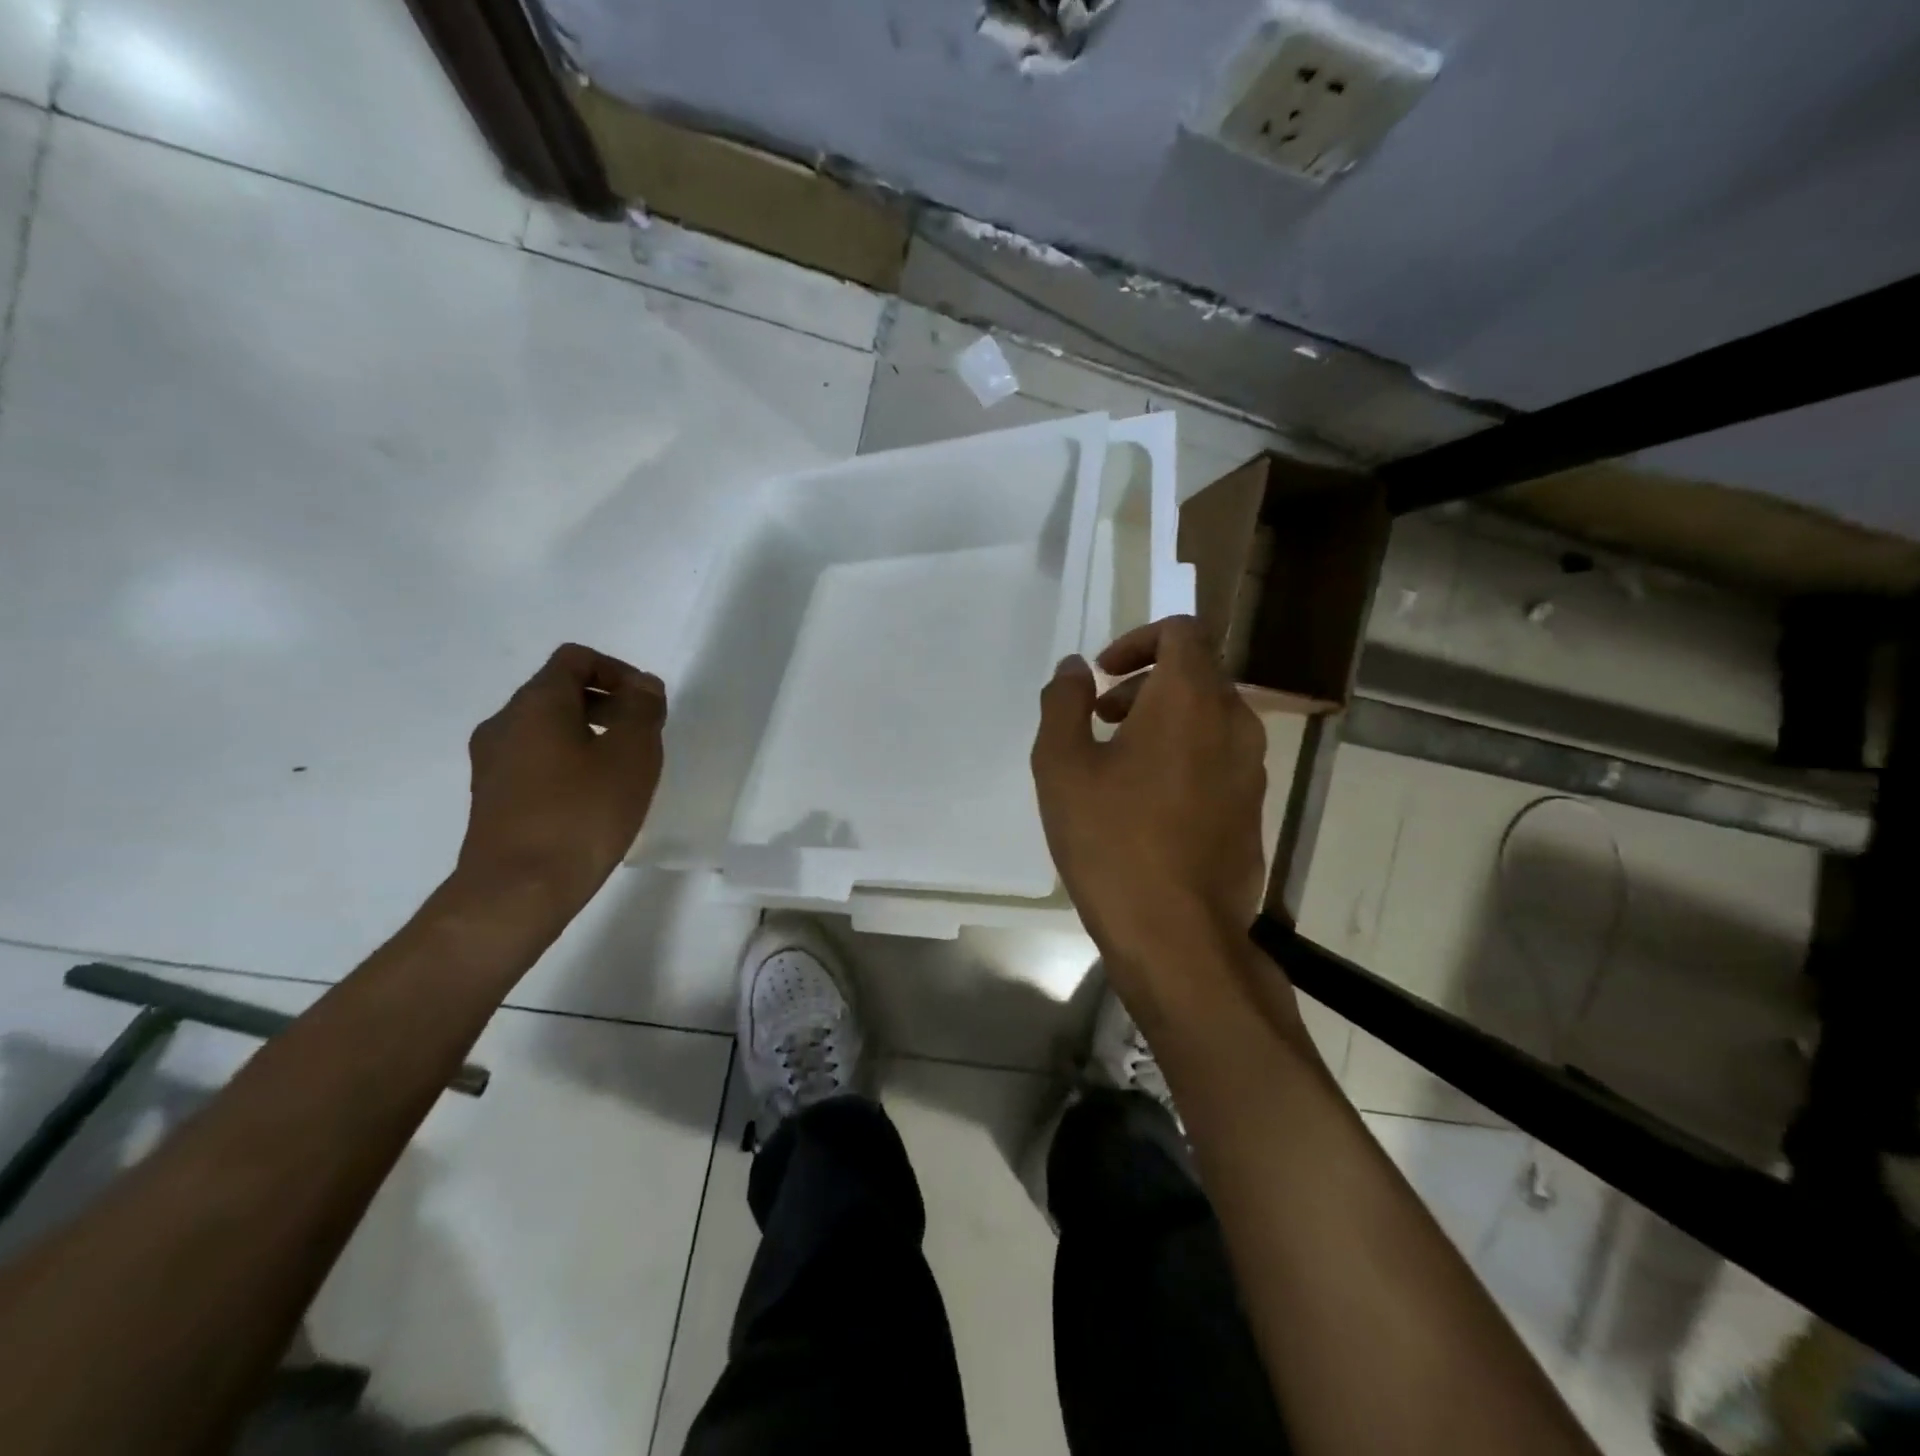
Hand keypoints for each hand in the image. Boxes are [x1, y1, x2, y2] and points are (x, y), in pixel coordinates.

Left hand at [455, 643, 666, 919]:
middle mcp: (505, 723)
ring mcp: (492, 762)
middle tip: (643, 735)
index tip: (647, 703)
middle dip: (607, 703)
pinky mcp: (492, 796)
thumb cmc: (582, 813)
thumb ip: (642, 710)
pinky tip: (594, 797)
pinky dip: (569, 761)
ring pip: (546, 727)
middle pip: (558, 691)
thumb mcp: (631, 755)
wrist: (517, 890)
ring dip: (589, 733)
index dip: (618, 670)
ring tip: (623, 769)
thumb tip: (643, 685)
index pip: (575, 659)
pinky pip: (536, 759)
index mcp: (536, 703)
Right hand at [1031, 616, 1266, 990]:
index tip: (1104, 676)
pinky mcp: (1252, 807)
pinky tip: (1147, 803)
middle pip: (1196, 672)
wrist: (1177, 935)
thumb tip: (1076, 668)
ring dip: (1163, 719)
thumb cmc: (1111, 841)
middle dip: (1145, 683)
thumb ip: (1064, 703)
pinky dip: (1185, 753)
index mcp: (1190, 700)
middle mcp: (1233, 722)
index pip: (1182, 631)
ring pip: (1210, 715)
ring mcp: (1251, 768)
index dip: (1138, 639)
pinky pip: (1219, 756)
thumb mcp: (1062, 766)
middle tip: (1101, 720)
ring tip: (1118, 762)